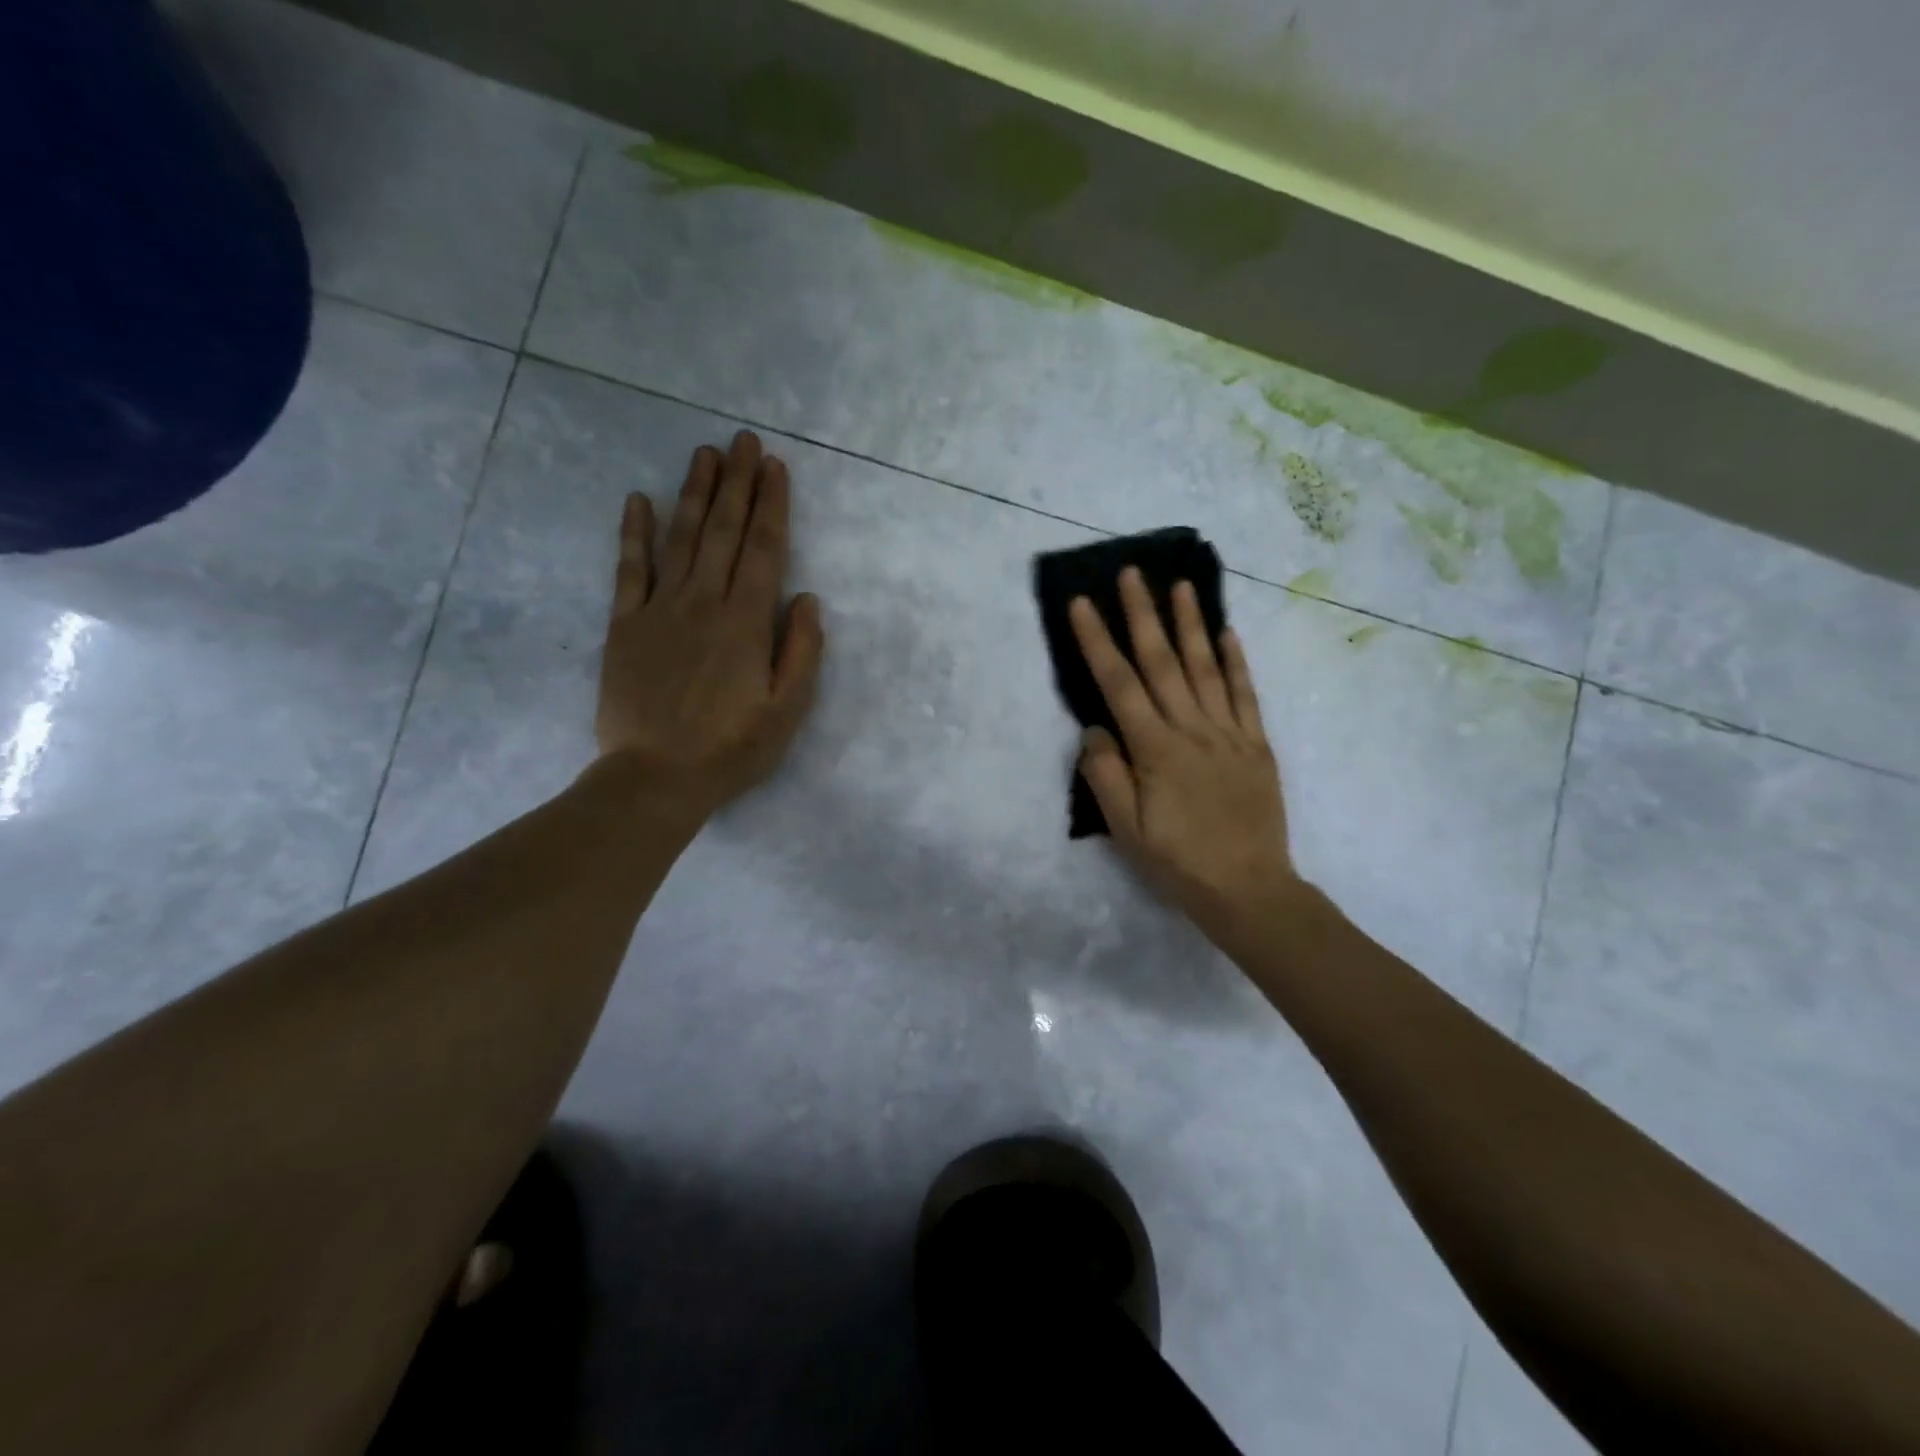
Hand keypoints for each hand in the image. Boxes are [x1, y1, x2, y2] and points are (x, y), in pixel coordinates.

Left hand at [595, 431, 824, 826]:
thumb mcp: (786, 711)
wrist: (655, 778)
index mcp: (746, 623)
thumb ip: (801, 652)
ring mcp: (659, 609)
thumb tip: (807, 599)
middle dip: (738, 484)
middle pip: (724, 532)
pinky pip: (628, 569)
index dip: (772, 506)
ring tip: (706, 454)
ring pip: (680, 538)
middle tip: (745, 441)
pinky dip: (633, 533)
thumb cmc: (731, 749)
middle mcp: (703, 603)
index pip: (764, 550)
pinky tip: (639, 499)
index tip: (776, 468)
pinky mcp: (624, 625)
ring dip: (695, 493)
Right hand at [1071, 568, 1297, 939]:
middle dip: (1143, 614)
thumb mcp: (1126, 830)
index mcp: (1155, 749)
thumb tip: (1094, 728)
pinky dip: (1236, 661)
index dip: (1098, 641)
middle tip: (1132, 572)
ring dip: (1190, 624)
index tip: (1083, 603)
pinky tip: (1227, 633)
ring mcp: (1228, 733)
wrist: (1248, 889)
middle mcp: (1191, 729)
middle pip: (1162, 662)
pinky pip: (1246, 694)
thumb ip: (1106, 776)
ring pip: (1206, 667)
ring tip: (1180, 585)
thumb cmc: (1178, 862)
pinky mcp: (1256, 744)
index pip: (1119, 684)